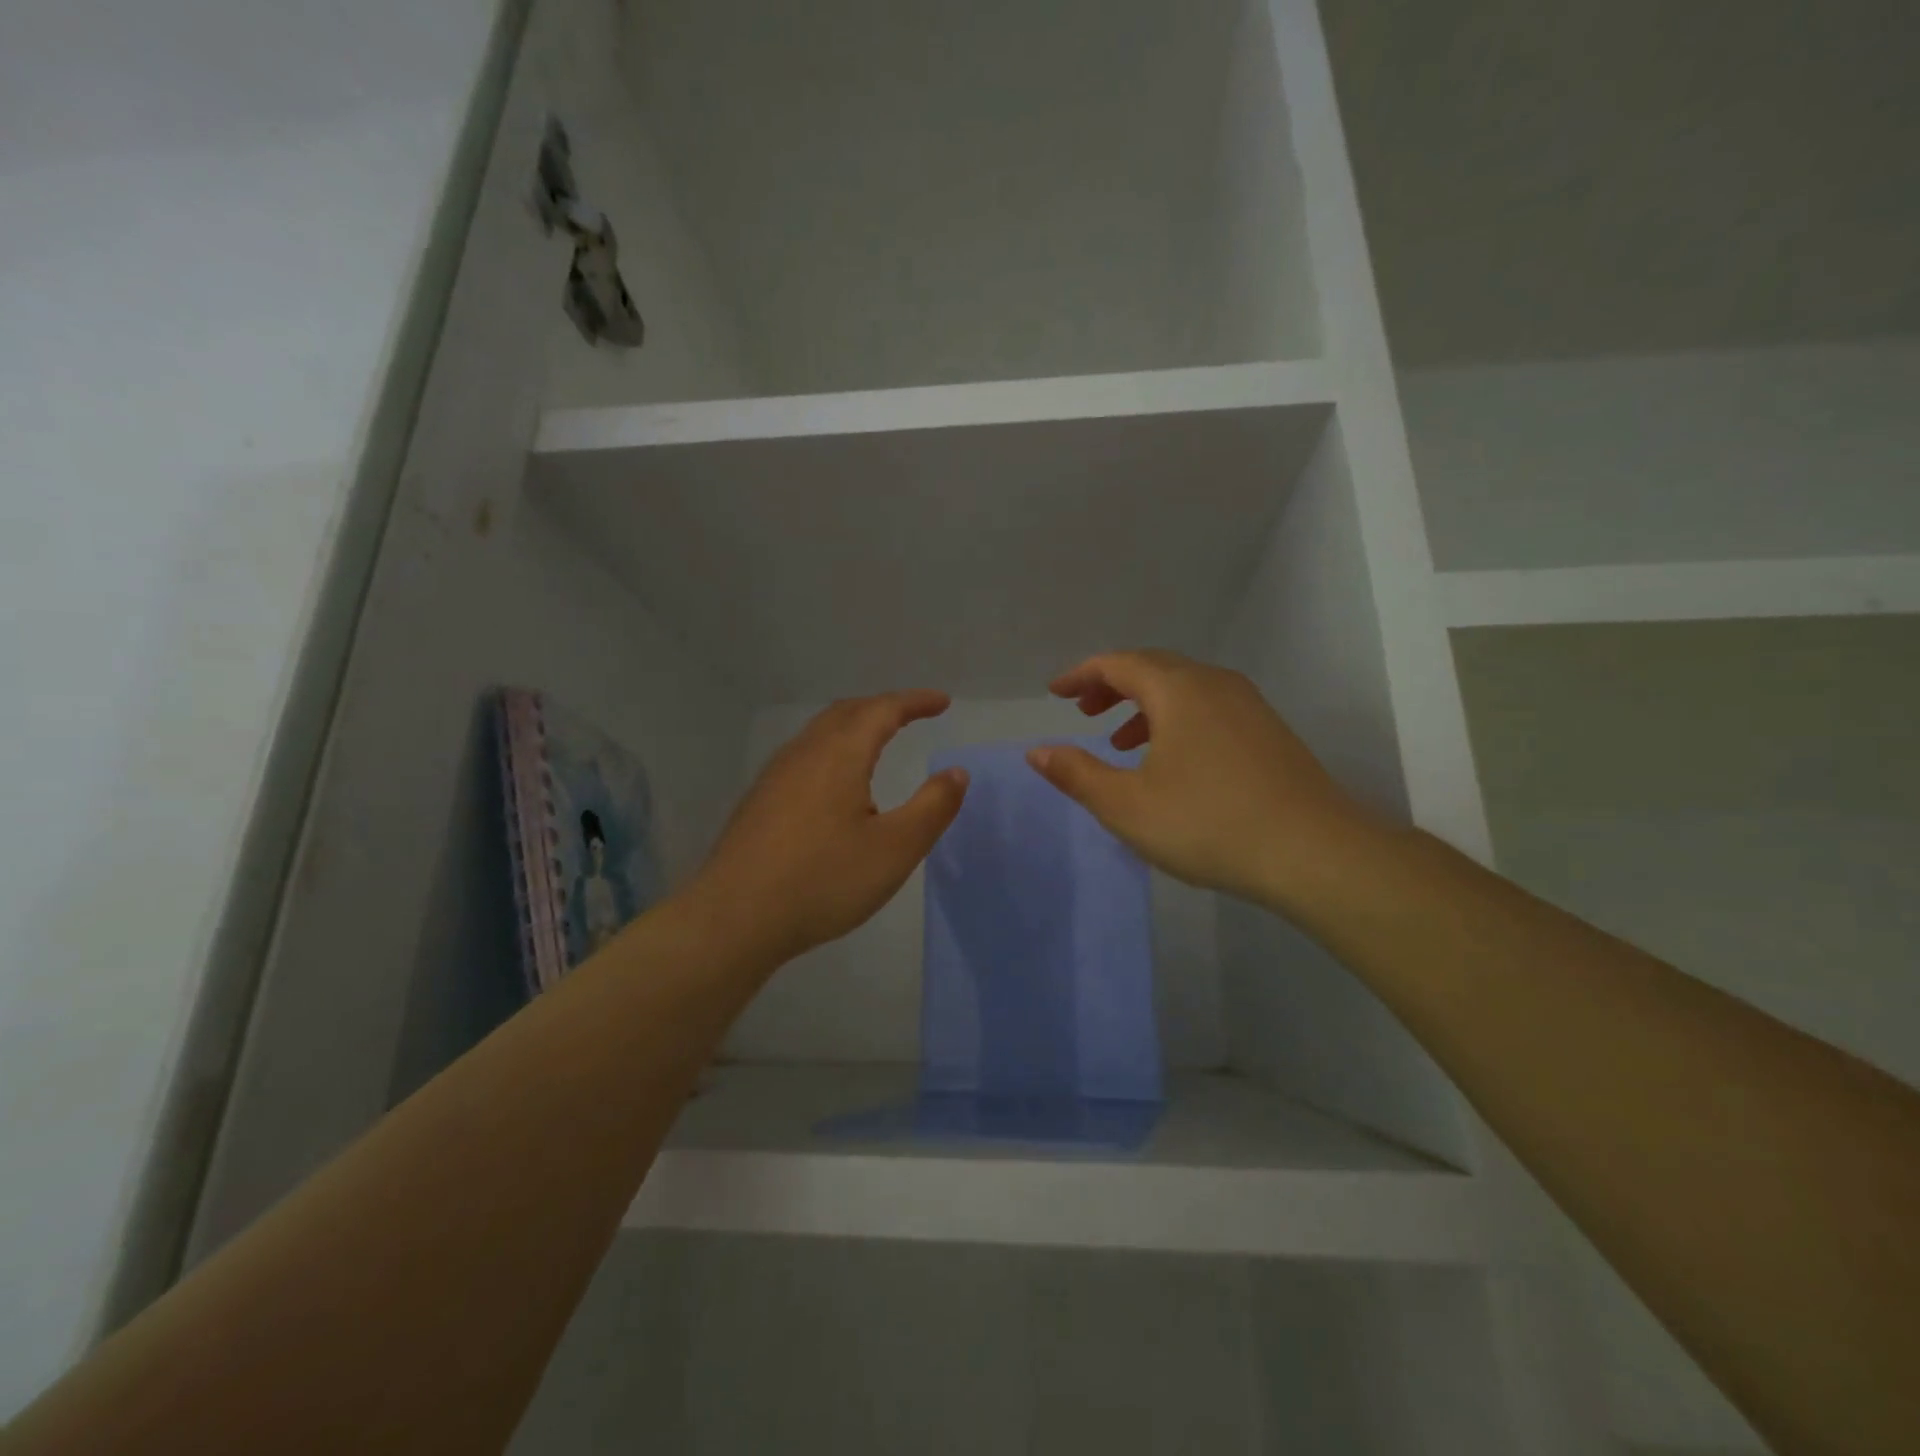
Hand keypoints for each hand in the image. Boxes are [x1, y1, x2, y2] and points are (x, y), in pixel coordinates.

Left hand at [689, 692, 969, 964]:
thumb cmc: (823, 880)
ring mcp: (775, 776)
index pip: (883, 709)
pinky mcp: (758, 802)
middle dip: (883, 707)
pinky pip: (804, 757)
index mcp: (840, 754)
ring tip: (877, 742)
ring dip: (854, 727)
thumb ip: (932, 807)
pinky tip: (835, 785)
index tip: (942, 702)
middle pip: (847, 712)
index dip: (915, 701)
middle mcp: (804, 753)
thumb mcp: (895, 848)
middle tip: (912, 715)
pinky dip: (832, 750)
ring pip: (820, 733)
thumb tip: (955, 772)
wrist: (734, 919)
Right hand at [1027, 650, 1378, 910]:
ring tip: (1120, 741)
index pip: (1118, 663)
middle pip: (1152, 667)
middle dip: (1112, 686)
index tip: (1055, 693)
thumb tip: (1037, 752)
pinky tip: (1172, 760)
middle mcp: (1214, 683)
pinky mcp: (1268, 731)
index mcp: (1177, 689)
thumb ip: (1077, 774)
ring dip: (1144, 705)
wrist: (1314, 852)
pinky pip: (1208, 707)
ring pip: (1183, 688)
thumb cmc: (1208, 824)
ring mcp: (1248, 705)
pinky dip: (1176, 719)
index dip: (1081, 675)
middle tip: (1084, 711)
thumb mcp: (1127, 805)